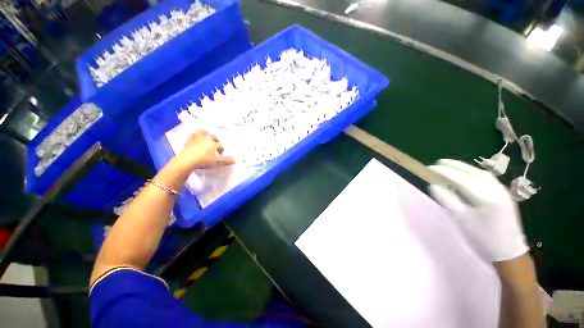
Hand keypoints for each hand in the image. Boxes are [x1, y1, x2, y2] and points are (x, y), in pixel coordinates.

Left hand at [176, 131, 234, 169]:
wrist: (187, 161)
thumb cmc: (204, 160)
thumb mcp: (217, 162)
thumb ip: (226, 160)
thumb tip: (235, 160)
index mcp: (213, 142)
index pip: (220, 145)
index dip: (221, 149)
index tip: (221, 154)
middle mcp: (206, 138)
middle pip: (213, 136)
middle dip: (215, 139)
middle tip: (215, 144)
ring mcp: (196, 138)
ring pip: (202, 132)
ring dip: (205, 133)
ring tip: (206, 136)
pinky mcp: (188, 141)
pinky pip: (192, 135)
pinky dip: (194, 136)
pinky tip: (194, 137)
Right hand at [428, 159, 527, 261]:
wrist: (509, 252)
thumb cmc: (483, 238)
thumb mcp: (462, 220)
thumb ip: (447, 200)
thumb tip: (434, 185)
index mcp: (485, 199)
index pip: (461, 179)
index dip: (444, 172)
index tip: (430, 167)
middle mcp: (496, 191)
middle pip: (473, 172)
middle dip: (455, 165)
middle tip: (439, 162)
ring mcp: (502, 192)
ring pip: (482, 174)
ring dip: (465, 168)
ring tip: (451, 166)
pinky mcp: (505, 195)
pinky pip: (488, 179)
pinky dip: (475, 173)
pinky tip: (468, 175)